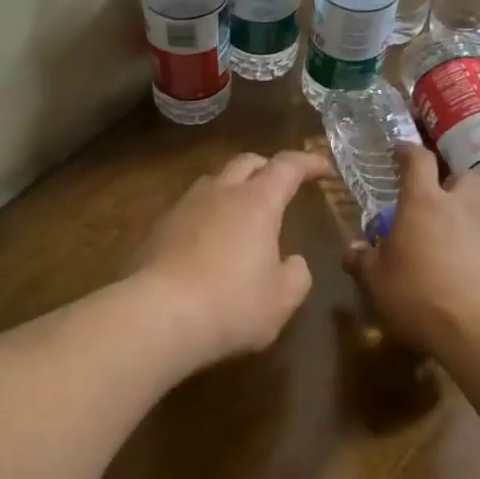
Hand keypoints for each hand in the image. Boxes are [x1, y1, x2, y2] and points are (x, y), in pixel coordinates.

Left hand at [129, 150, 330, 366]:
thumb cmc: (231, 304)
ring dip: (234, 188)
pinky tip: (208, 242)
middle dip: (268, 167)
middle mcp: (220, 193)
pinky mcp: (157, 229)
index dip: (308, 163)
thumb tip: (291, 262)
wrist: (156, 316)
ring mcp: (183, 207)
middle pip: (246, 162)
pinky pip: (190, 209)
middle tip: (281, 185)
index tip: (323, 168)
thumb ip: (296, 275)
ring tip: (243, 212)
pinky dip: (208, 215)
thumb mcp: (281, 299)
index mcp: (257, 202)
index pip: (287, 166)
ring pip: (214, 181)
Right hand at [346, 145, 479, 350]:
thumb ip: (363, 261)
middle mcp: (461, 206)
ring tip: (466, 238)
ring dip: (477, 216)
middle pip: (465, 176)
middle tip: (442, 203)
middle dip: (454, 184)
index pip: (418, 160)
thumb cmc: (418, 296)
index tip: (401, 154)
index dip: (409, 153)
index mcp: (422, 203)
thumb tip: (351, 250)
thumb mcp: (377, 282)